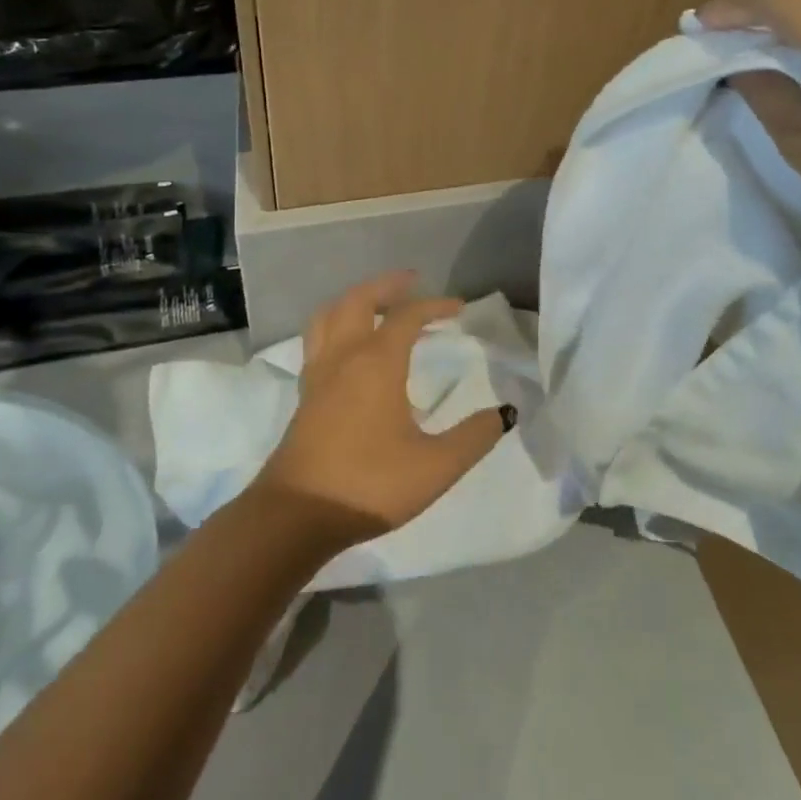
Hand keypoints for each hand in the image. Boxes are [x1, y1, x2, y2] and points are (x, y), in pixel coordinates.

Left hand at [251, 273, 506, 544]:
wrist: (297, 516)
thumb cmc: (370, 485)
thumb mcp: (436, 467)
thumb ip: (474, 437)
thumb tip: (503, 413)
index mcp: (377, 362)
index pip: (408, 315)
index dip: (435, 305)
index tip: (459, 309)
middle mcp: (344, 357)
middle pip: (359, 300)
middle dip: (387, 286)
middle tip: (412, 283)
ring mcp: (318, 374)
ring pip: (329, 315)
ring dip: (354, 300)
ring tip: (377, 305)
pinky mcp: (305, 395)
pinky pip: (318, 340)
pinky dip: (337, 326)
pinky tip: (350, 348)